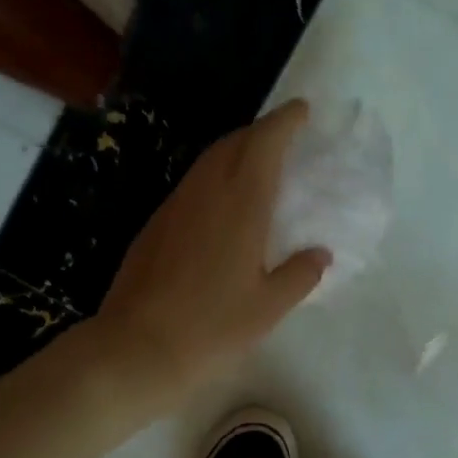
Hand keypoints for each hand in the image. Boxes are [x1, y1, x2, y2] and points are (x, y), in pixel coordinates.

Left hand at [95, 100, 329, 407]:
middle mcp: (206, 193)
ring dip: (234, 152)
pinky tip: (219, 205)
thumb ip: (300, 275)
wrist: (137, 346)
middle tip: (282, 138)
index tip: (302, 111)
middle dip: (260, 132)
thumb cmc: (212, 327)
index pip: (264, 143)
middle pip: (233, 143)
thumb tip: (319, 254)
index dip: (284, 121)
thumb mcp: (269, 307)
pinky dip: (213, 178)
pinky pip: (190, 185)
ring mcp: (174, 207)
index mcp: (241, 204)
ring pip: (207, 162)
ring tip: (255, 165)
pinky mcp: (154, 225)